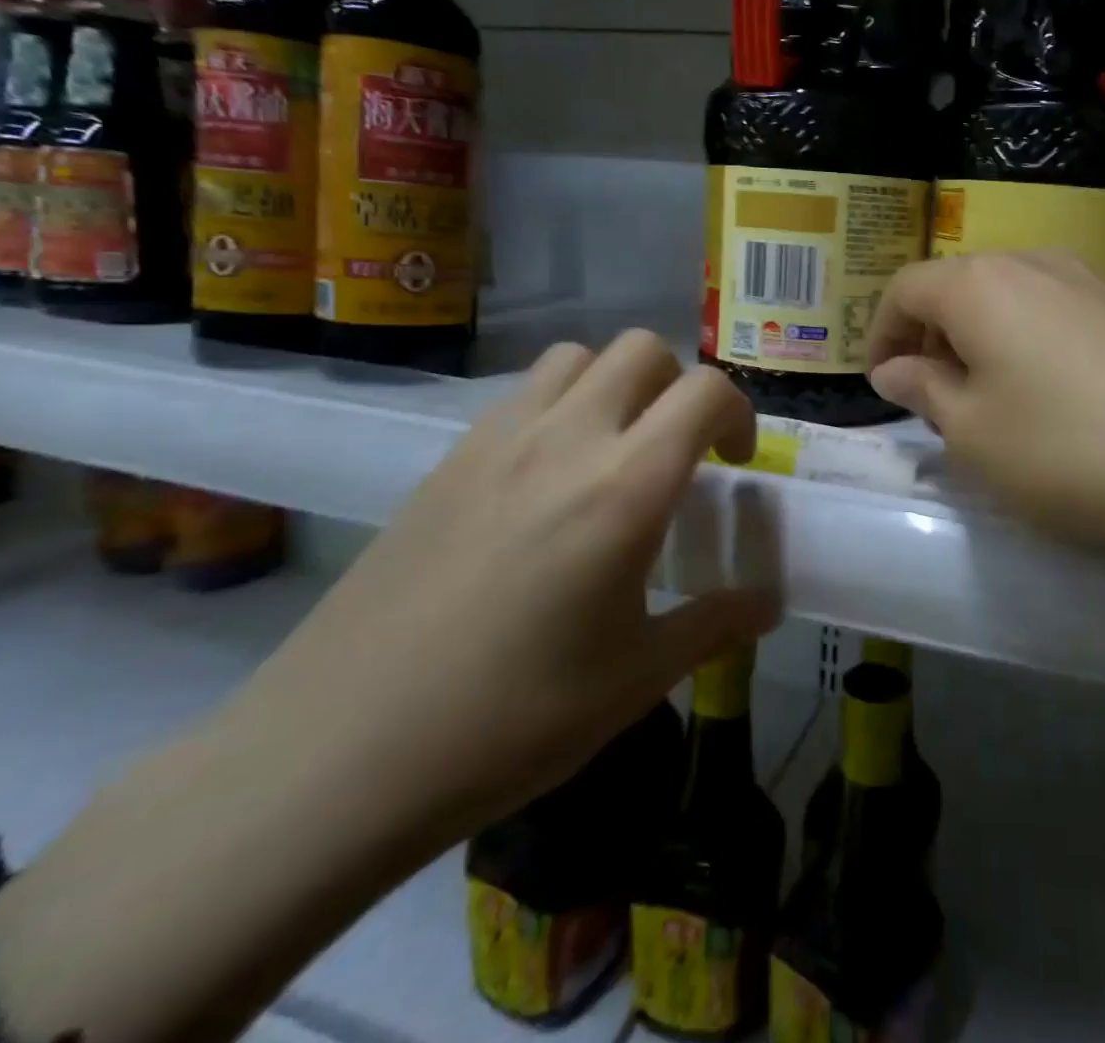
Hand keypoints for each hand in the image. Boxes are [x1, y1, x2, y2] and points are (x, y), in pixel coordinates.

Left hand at [228, 332, 779, 840]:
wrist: (336, 754)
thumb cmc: (510, 719)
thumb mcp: (636, 679)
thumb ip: (715, 624)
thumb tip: (769, 603)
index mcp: (626, 487)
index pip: (706, 392)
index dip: (739, 413)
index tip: (736, 462)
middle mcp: (567, 440)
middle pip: (643, 351)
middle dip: (679, 385)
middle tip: (680, 449)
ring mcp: (499, 441)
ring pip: (577, 358)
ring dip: (615, 384)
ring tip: (615, 449)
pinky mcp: (448, 459)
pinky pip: (522, 394)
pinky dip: (559, 406)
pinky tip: (546, 480)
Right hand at [866, 252, 1104, 568]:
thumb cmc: (1068, 449)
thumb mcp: (974, 435)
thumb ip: (926, 391)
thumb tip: (896, 368)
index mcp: (980, 285)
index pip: (905, 289)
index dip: (880, 333)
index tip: (881, 383)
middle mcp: (1034, 263)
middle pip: (959, 286)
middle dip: (932, 336)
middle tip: (931, 395)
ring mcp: (1091, 280)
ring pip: (1010, 298)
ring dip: (981, 339)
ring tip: (988, 398)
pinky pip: (1056, 312)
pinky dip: (1029, 342)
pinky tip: (1052, 394)